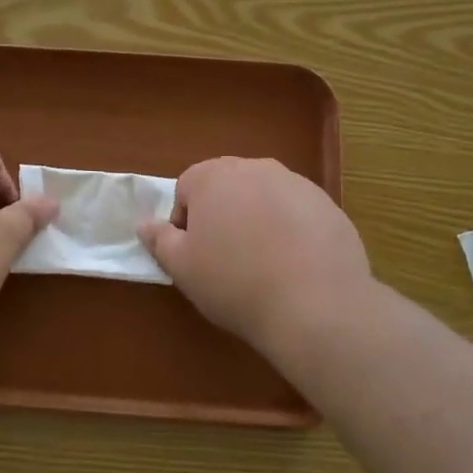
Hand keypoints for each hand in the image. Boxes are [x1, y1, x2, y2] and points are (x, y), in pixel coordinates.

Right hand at [137, 157, 373, 350]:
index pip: (186, 188)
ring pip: (264, 198)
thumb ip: (159, 240)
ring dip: (257, 221)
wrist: (315, 304)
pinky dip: (291, 231)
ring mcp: (297, 183)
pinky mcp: (328, 205)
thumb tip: (144, 223)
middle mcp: (255, 168)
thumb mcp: (183, 268)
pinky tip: (296, 266)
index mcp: (213, 176)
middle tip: (227, 260)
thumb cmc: (234, 282)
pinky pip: (297, 213)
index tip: (195, 255)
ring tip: (264, 265)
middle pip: (227, 187)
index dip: (185, 223)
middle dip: (222, 215)